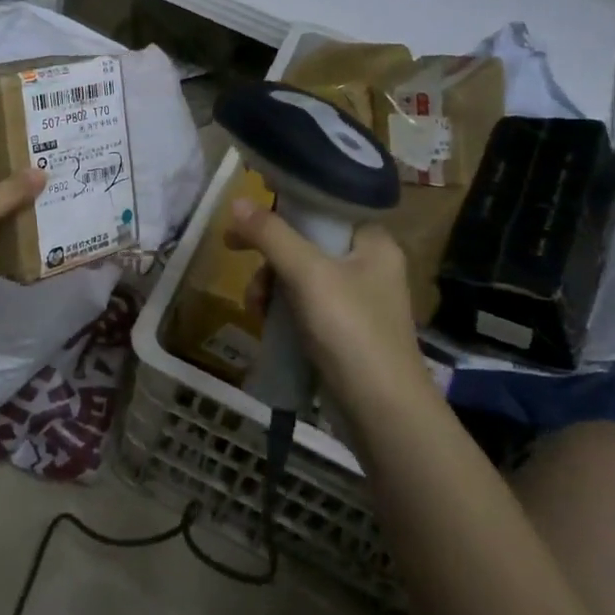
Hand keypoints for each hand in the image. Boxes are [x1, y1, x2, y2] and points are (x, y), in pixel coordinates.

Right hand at [226, 200, 434, 413]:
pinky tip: (267, 323)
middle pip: (306, 240)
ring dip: (270, 285)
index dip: (283, 207)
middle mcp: (369, 264)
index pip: (324, 206)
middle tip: (233, 252)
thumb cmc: (351, 331)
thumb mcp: (308, 275)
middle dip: (269, 255)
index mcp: (373, 241)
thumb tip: (237, 200)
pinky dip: (282, 308)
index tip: (247, 217)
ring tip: (256, 307)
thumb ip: (271, 235)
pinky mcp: (344, 330)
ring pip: (300, 274)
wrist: (382, 413)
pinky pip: (304, 304)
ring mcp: (357, 300)